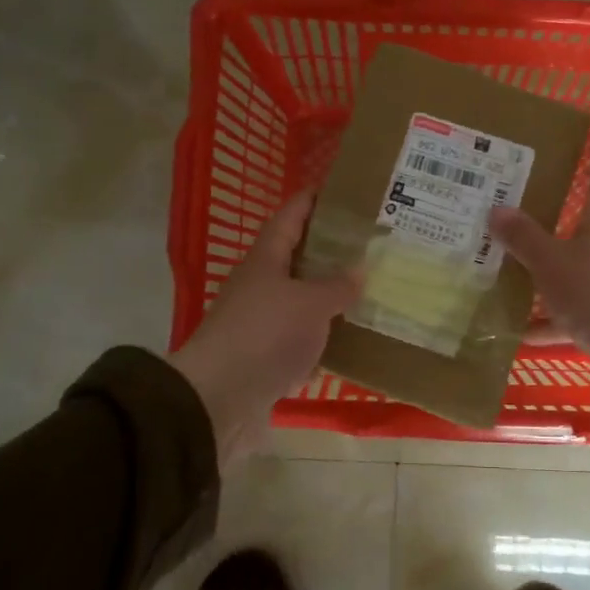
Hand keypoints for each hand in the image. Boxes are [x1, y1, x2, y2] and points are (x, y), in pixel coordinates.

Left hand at [169, 188, 360, 469]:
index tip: (340, 189)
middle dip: (330, 250)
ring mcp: (261, 323)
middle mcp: (260, 286)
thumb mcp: (310, 304)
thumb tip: (359, 270)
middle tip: (369, 245)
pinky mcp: (266, 358)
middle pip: (296, 258)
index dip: (312, 200)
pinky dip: (324, 339)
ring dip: (329, 297)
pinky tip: (351, 342)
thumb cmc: (265, 335)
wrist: (220, 400)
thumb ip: (337, 285)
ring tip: (368, 291)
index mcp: (266, 260)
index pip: (290, 216)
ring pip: (301, 301)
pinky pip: (301, 340)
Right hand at [488, 98, 589, 397]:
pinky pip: (579, 302)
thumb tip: (497, 209)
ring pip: (580, 258)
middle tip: (529, 184)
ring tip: (509, 262)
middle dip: (563, 198)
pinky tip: (522, 329)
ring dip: (550, 262)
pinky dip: (553, 315)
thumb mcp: (553, 265)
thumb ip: (524, 238)